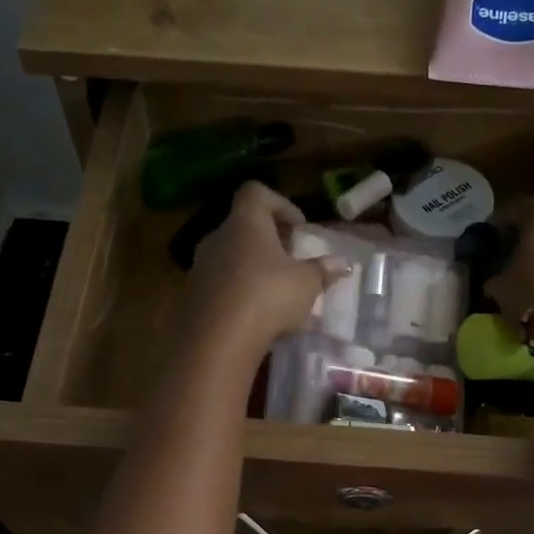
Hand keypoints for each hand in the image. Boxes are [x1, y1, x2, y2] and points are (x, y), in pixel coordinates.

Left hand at [182, 182, 347, 364]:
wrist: (217, 341)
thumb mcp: (307, 284)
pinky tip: (257, 315)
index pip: (256, 192)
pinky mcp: (193, 296)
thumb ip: (322, 270)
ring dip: (254, 268)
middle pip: (244, 226)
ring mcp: (201, 267)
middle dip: (270, 240)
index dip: (280, 204)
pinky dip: (240, 292)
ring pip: (232, 257)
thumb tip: (341, 264)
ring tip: (277, 292)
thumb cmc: (268, 296)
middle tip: (292, 261)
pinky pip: (221, 284)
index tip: (299, 228)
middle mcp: (218, 237)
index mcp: (245, 222)